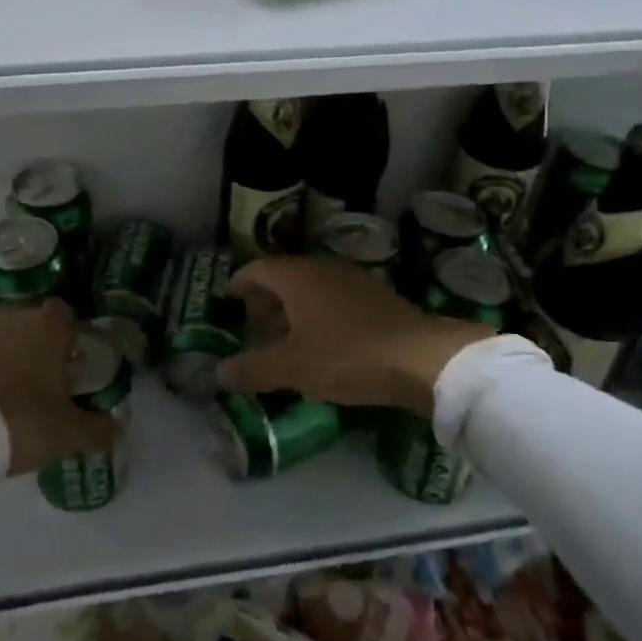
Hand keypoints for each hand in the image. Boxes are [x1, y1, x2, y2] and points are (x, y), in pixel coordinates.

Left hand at [0, 299, 114, 475]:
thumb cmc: (22, 422)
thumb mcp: (69, 433)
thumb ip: (98, 428)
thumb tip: (117, 427)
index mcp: (48, 326)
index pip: (65, 314)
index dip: (71, 336)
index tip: (72, 364)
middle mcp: (12, 317)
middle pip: (32, 323)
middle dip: (39, 346)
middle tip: (45, 383)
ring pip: (2, 337)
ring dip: (8, 356)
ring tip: (11, 394)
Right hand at [219, 258, 499, 417]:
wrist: (422, 358)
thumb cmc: (347, 355)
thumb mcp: (292, 368)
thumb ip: (253, 369)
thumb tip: (220, 372)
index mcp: (297, 277)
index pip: (257, 269)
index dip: (239, 283)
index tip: (227, 299)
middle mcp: (322, 268)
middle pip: (284, 276)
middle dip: (265, 298)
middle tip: (253, 324)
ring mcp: (353, 279)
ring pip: (311, 287)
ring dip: (293, 308)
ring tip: (284, 337)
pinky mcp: (376, 296)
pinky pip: (334, 298)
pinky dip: (318, 313)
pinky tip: (322, 341)